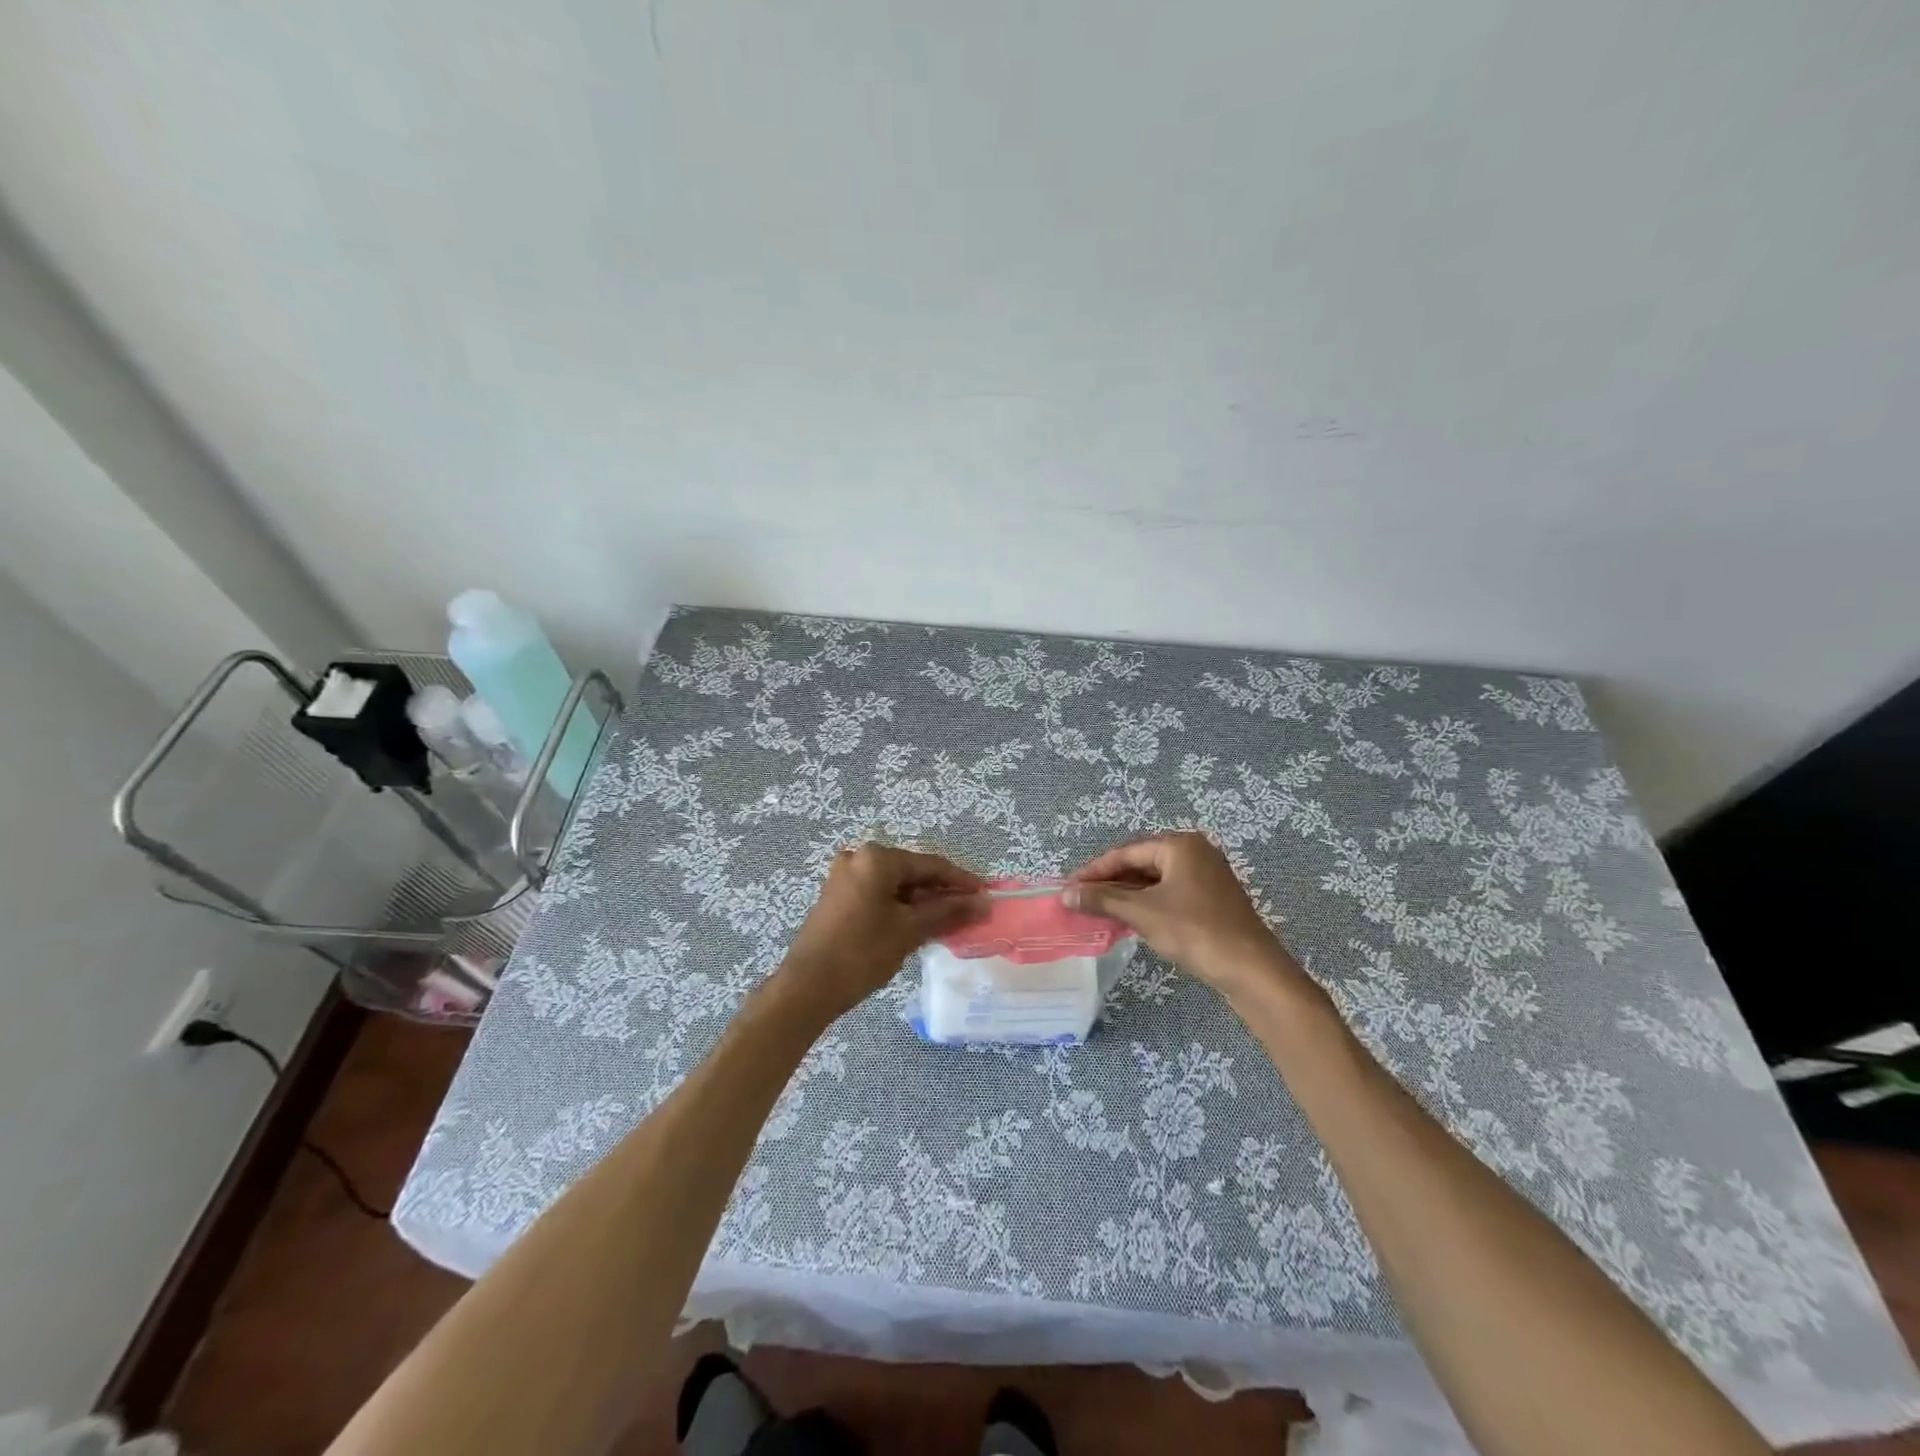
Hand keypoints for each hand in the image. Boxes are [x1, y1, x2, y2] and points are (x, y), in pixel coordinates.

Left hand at [775, 844, 986, 1020]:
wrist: (807, 988)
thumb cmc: (862, 953)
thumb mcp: (910, 930)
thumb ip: (948, 912)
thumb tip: (982, 903)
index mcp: (877, 858)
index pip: (930, 864)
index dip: (961, 880)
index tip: (986, 894)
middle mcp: (859, 858)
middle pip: (912, 872)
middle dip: (942, 892)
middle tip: (970, 911)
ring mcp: (845, 877)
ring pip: (896, 885)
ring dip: (923, 902)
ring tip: (950, 921)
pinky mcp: (838, 898)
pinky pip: (879, 895)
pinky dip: (901, 907)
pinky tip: (920, 925)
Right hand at [1064, 832, 1302, 998]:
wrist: (1251, 970)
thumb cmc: (1195, 931)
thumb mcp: (1143, 913)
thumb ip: (1103, 900)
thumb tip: (1065, 894)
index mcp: (1180, 845)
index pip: (1126, 852)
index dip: (1094, 871)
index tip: (1068, 887)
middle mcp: (1195, 852)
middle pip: (1140, 863)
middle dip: (1110, 883)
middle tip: (1081, 900)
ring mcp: (1206, 876)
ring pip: (1154, 881)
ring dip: (1126, 896)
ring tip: (1098, 911)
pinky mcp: (1211, 899)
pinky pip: (1169, 894)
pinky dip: (1146, 905)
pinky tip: (1128, 920)